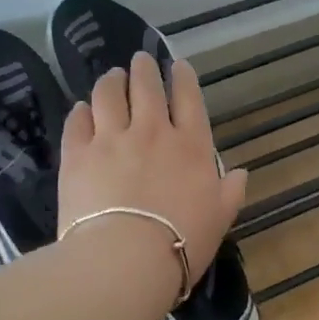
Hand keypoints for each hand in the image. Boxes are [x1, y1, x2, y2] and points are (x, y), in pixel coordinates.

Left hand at [57, 53, 249, 287]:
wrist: (125, 258)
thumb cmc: (183, 241)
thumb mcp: (220, 219)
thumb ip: (231, 191)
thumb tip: (241, 173)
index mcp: (191, 146)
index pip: (189, 100)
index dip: (183, 78)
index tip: (178, 65)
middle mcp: (151, 132)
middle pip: (146, 88)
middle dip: (144, 69)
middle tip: (140, 61)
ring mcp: (111, 139)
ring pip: (109, 95)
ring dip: (111, 81)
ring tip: (111, 76)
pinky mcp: (77, 154)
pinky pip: (77, 122)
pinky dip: (81, 112)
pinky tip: (81, 109)